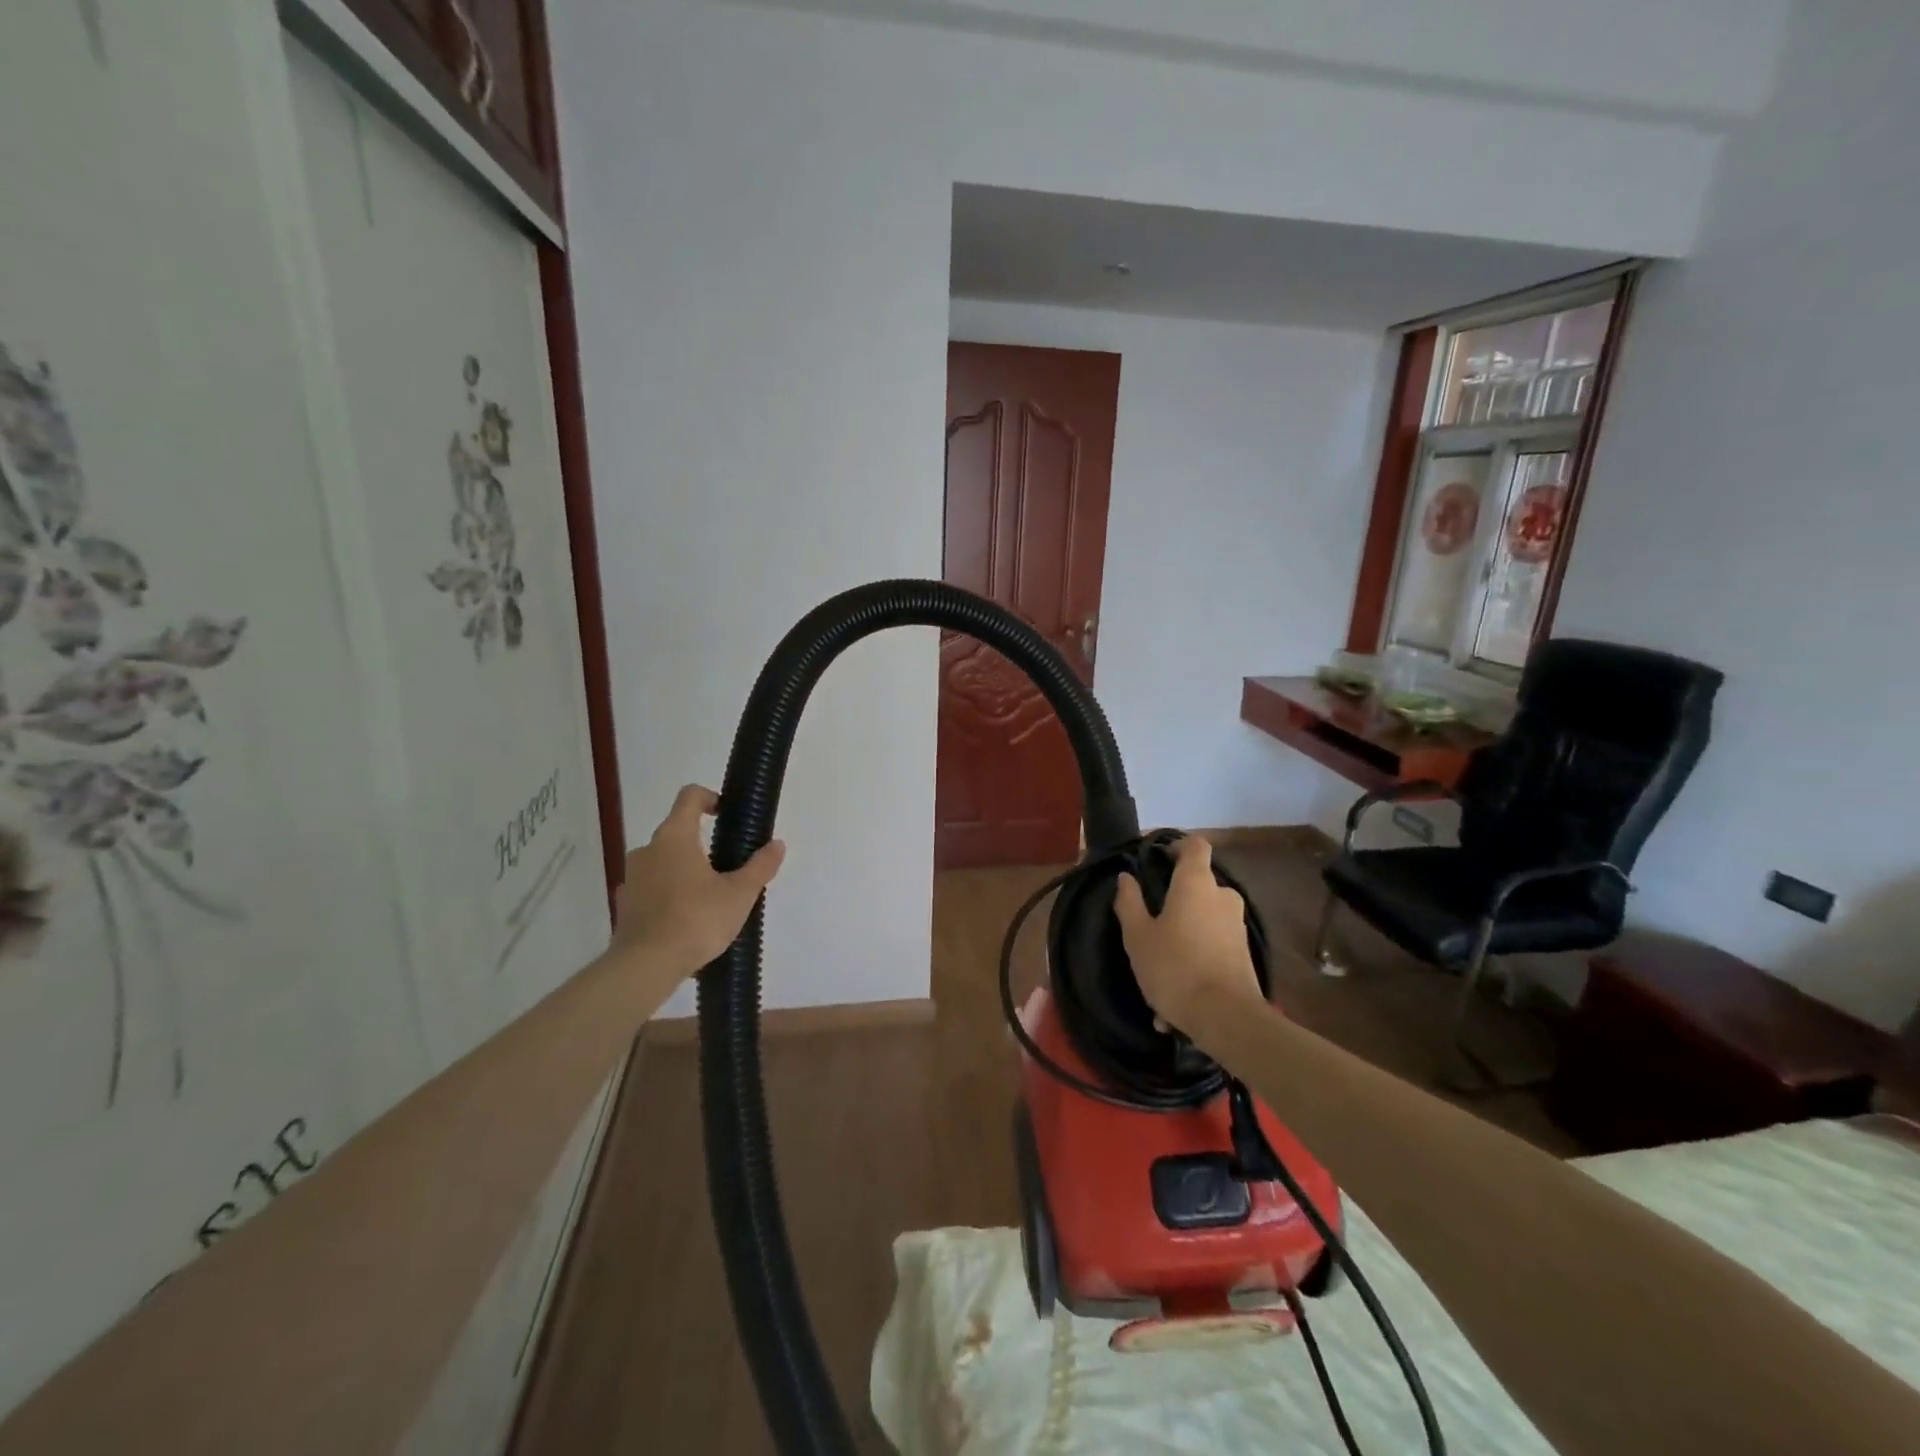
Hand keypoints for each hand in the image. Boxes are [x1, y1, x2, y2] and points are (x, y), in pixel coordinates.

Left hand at [609, 785, 784, 974]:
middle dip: (702, 844)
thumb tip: (777, 844)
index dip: (710, 797)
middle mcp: (647, 849)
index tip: (726, 814)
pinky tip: (686, 920)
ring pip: (663, 861)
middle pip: (677, 831)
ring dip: (685, 870)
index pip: (689, 797)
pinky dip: (669, 894)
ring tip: (709, 898)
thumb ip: (760, 866)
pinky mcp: (625, 905)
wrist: (645, 967)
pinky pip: (652, 888)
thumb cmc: (696, 920)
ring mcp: (632, 877)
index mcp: (675, 837)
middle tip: (728, 868)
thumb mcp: (739, 894)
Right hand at [1113, 835, 1263, 1032]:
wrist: (1227, 1018)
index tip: (1158, 859)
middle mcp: (1222, 896)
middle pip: (1198, 884)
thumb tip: (1126, 877)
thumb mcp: (1138, 936)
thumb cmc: (1175, 967)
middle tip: (1151, 923)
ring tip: (1159, 970)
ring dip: (1183, 936)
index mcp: (1196, 883)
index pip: (1195, 845)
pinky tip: (1174, 1001)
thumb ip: (1129, 902)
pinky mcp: (1244, 954)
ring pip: (1203, 920)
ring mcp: (1237, 926)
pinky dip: (1195, 961)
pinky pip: (1212, 947)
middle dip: (1176, 899)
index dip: (1177, 846)